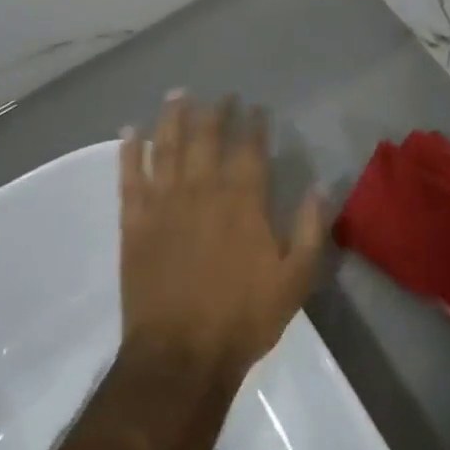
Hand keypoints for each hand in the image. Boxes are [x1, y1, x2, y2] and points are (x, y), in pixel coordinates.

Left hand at [119, 94, 325, 374]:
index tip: (255, 107)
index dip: (253, 125)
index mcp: (243, 203)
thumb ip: (311, 228)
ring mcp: (163, 206)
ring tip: (178, 95)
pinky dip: (129, 152)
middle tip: (219, 95)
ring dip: (172, 119)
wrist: (180, 355)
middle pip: (206, 139)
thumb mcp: (296, 278)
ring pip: (166, 148)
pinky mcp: (134, 224)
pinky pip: (129, 178)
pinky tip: (129, 131)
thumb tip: (321, 185)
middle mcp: (202, 192)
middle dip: (214, 113)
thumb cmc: (244, 317)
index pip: (249, 150)